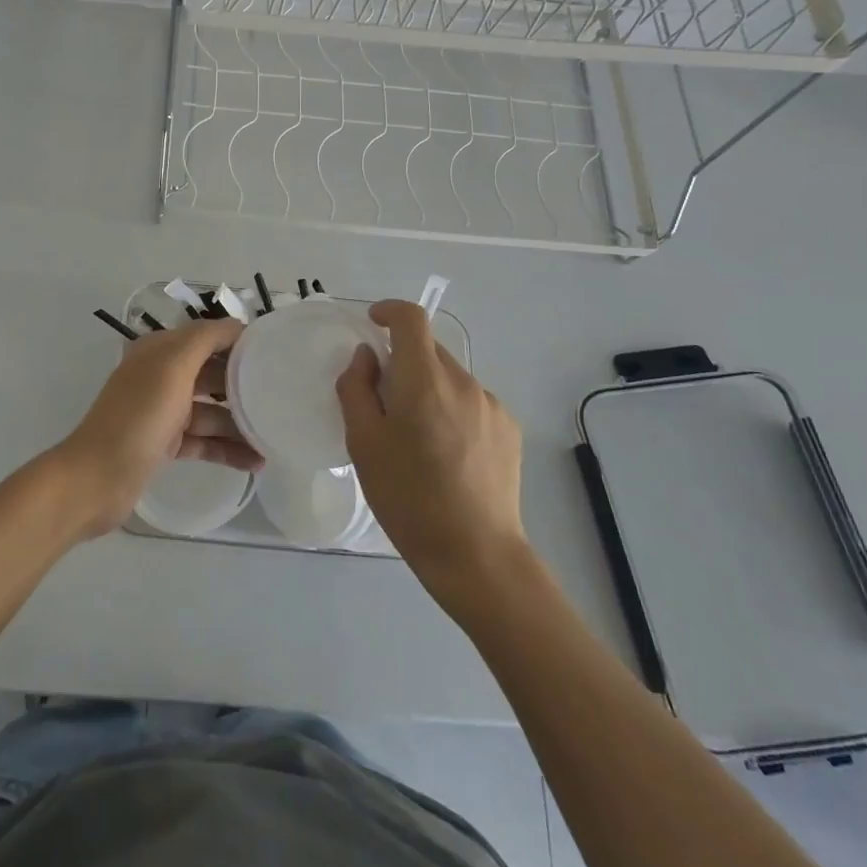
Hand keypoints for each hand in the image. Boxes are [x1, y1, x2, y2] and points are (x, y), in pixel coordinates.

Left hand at [51, 319, 260, 538]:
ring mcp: (163, 411)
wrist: (96, 479)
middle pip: (212, 372)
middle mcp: (162, 375)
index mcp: (160, 350)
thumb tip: (238, 325)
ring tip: (275, 438)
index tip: (277, 353)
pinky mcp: (165, 443)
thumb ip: (205, 339)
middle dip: (244, 383)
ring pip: (211, 410)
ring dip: (241, 423)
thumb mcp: (172, 367)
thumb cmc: (138, 417)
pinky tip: (256, 462)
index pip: (208, 335)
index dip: (240, 341)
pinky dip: (228, 449)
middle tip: (283, 396)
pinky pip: (204, 440)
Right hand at [336, 300, 526, 613]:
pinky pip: (471, 402)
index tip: (373, 325)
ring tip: (417, 438)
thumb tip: (367, 358)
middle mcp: (463, 382)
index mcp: (424, 381)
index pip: (411, 318)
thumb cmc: (408, 498)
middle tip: (384, 404)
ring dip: (428, 389)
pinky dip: (451, 410)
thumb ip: (357, 389)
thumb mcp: (363, 444)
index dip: (389, 311)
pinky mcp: (509, 429)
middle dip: (403, 362)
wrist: (476, 555)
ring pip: (450, 378)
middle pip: (429, 350)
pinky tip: (447, 454)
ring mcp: (491, 405)